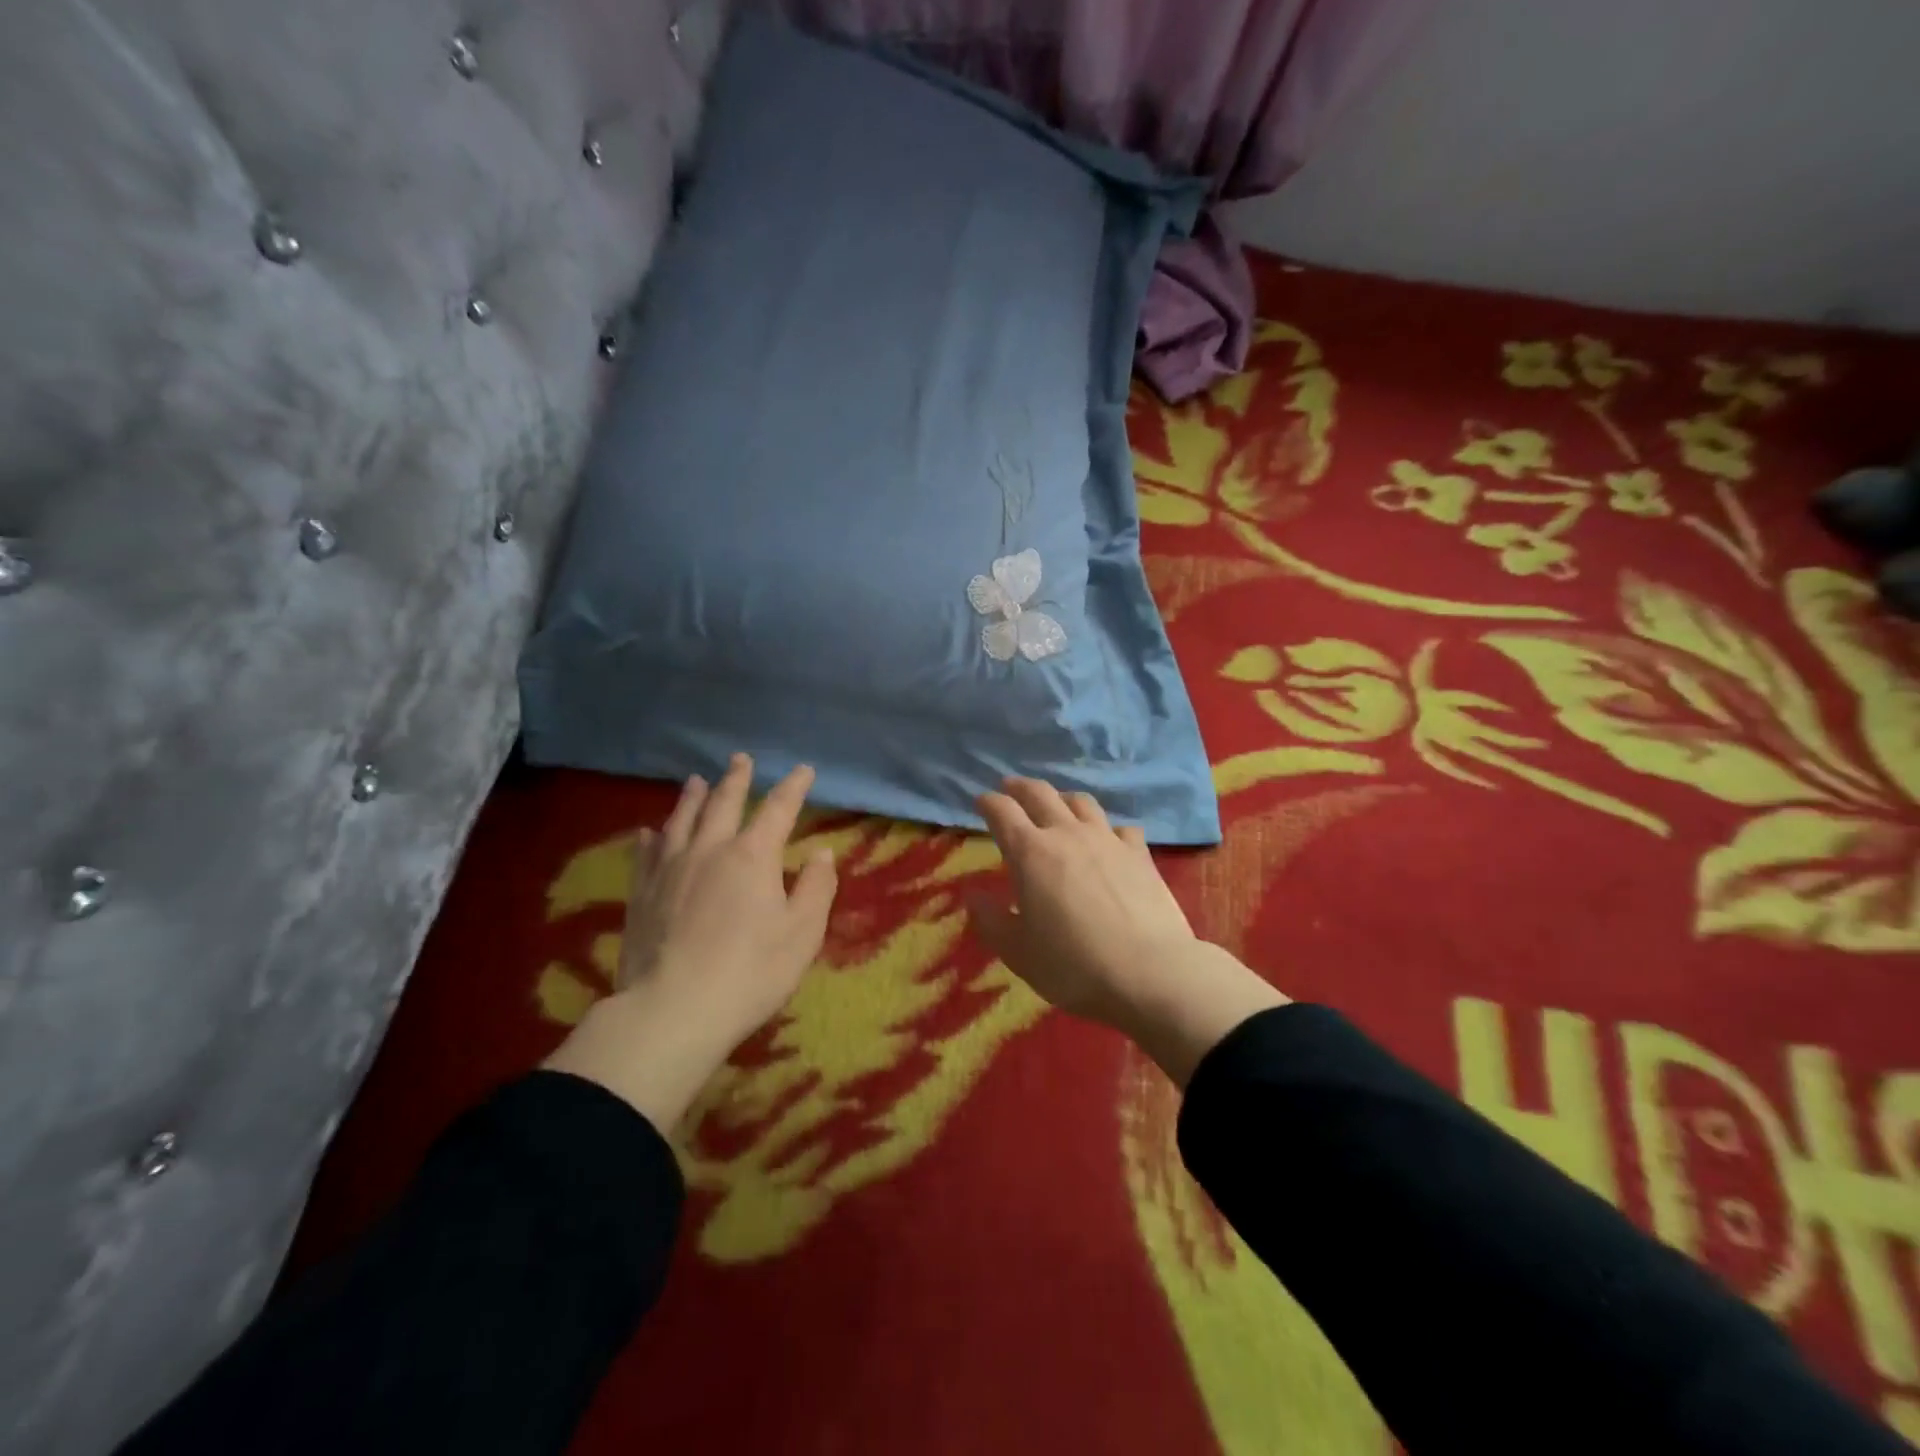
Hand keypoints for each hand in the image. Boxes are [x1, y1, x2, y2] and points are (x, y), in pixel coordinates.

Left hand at [544, 754, 836, 1129]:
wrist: (673, 1010)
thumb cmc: (751, 972)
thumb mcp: (802, 933)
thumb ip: (816, 888)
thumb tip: (821, 852)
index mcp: (752, 856)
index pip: (778, 809)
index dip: (793, 787)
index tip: (803, 770)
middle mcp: (710, 849)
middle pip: (724, 803)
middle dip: (736, 779)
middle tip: (740, 759)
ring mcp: (670, 868)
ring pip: (681, 819)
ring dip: (692, 797)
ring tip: (696, 780)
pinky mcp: (642, 893)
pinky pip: (646, 853)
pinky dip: (651, 837)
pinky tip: (649, 832)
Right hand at [968, 778, 1287, 1086]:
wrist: (1150, 972)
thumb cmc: (1073, 965)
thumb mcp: (1018, 952)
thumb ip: (990, 920)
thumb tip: (972, 894)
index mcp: (1030, 853)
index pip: (1002, 811)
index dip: (988, 802)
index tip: (981, 802)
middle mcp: (1067, 834)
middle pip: (1040, 793)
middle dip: (1020, 787)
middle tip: (1009, 787)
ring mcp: (1108, 839)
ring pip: (1081, 802)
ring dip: (1062, 798)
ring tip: (1056, 804)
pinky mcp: (1139, 854)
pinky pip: (1121, 827)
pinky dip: (1107, 828)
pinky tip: (1108, 839)